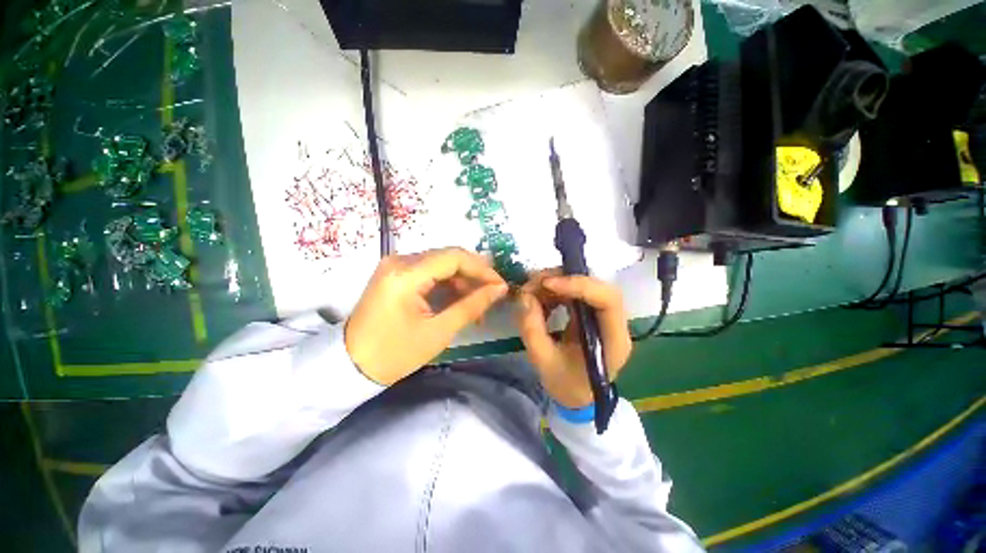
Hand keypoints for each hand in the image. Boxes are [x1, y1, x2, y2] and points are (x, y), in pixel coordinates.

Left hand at [346, 247, 507, 385]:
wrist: (351, 366)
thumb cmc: (395, 353)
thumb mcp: (439, 331)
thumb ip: (472, 306)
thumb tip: (500, 289)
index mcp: (406, 274)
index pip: (454, 257)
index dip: (482, 269)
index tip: (499, 285)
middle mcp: (399, 261)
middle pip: (447, 257)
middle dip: (473, 274)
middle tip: (491, 294)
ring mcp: (395, 265)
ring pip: (440, 263)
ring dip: (461, 279)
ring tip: (476, 302)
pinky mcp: (394, 273)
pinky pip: (428, 270)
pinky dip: (446, 283)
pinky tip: (458, 299)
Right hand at [516, 270, 631, 407]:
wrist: (577, 395)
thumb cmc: (566, 384)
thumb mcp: (543, 361)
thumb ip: (532, 330)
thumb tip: (525, 297)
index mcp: (613, 340)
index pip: (608, 300)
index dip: (579, 286)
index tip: (547, 284)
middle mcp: (613, 323)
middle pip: (596, 287)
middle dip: (562, 280)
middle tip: (531, 285)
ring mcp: (602, 315)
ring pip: (583, 285)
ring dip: (555, 284)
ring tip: (531, 292)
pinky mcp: (591, 312)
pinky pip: (574, 293)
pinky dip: (554, 291)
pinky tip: (540, 300)